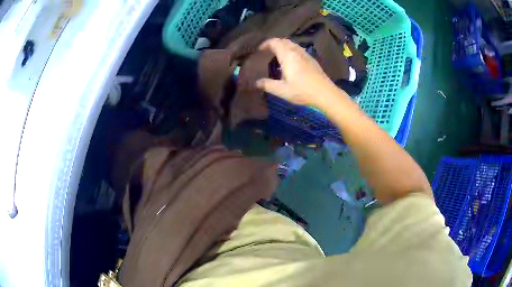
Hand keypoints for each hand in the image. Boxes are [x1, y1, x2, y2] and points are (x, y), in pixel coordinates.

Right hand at [256, 38, 341, 108]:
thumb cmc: (302, 91)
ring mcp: (306, 54)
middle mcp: (296, 51)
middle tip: (267, 51)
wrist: (325, 93)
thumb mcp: (281, 90)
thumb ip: (267, 85)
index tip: (259, 50)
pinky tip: (290, 61)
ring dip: (283, 46)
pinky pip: (298, 49)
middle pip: (283, 41)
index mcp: (287, 55)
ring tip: (277, 55)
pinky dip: (291, 50)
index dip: (265, 43)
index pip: (274, 42)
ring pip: (292, 44)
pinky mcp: (312, 60)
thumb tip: (256, 83)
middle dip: (274, 43)